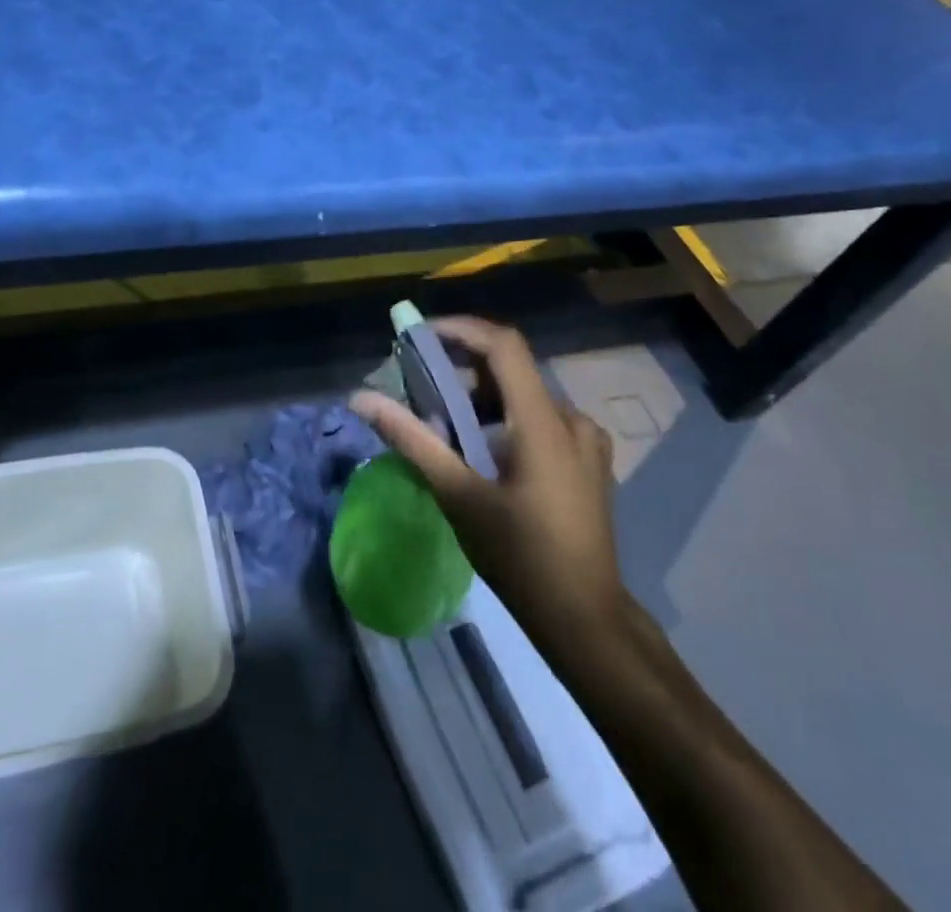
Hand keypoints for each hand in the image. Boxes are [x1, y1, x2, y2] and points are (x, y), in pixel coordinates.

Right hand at [351, 317, 628, 636]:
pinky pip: (540, 418)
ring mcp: (587, 441)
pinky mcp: (589, 460)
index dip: (461, 329)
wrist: (586, 619)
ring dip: (481, 397)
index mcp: (543, 422)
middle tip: (420, 389)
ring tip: (444, 425)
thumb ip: (411, 439)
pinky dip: (504, 418)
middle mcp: (572, 419)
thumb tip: (361, 399)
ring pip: (524, 395)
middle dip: (461, 370)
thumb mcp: (458, 496)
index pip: (504, 345)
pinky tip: (481, 451)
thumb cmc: (520, 557)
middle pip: (510, 369)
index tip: (420, 336)